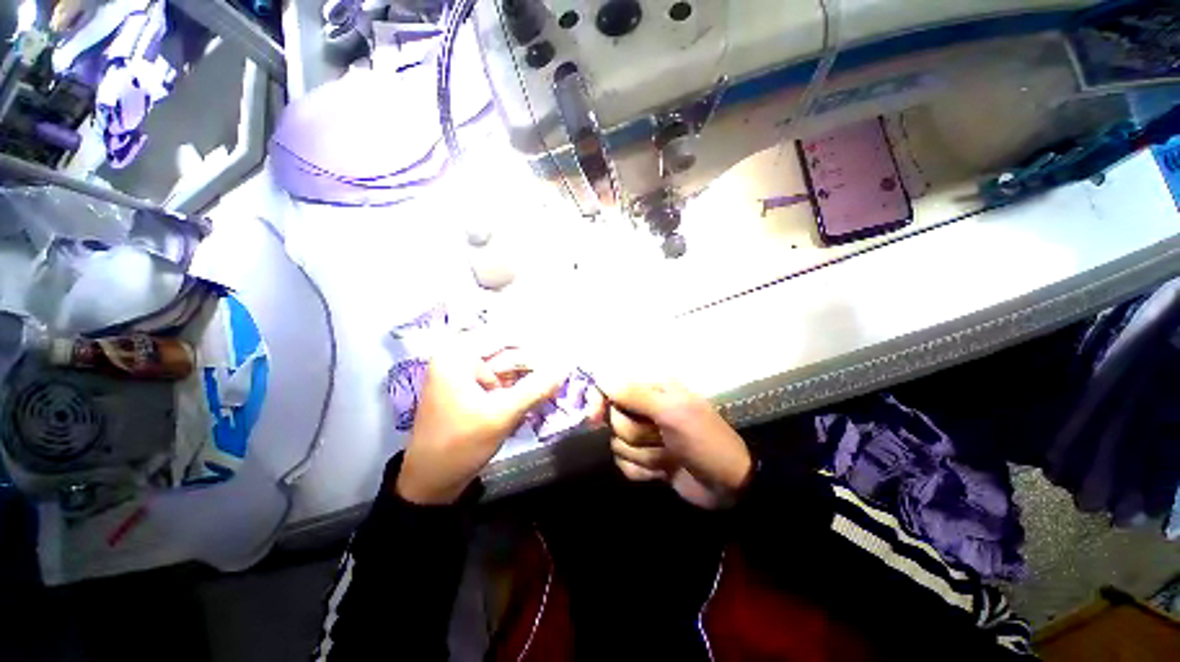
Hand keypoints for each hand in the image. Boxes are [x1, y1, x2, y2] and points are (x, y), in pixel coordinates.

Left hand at [396, 341, 563, 504]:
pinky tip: (531, 397)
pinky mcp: (468, 387)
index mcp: (457, 355)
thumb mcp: (502, 415)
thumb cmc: (461, 445)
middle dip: (532, 364)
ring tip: (547, 389)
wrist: (431, 481)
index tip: (561, 357)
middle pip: (506, 349)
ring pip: (506, 364)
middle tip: (557, 377)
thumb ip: (536, 388)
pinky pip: (500, 377)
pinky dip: (517, 385)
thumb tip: (565, 367)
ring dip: (526, 376)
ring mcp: (463, 372)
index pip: (505, 334)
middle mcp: (458, 356)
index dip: (535, 344)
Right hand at [602, 381, 751, 508]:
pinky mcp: (644, 460)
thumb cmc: (704, 440)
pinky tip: (663, 472)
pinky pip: (624, 465)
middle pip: (614, 420)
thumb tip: (601, 379)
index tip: (593, 418)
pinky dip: (643, 471)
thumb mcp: (672, 412)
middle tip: (662, 437)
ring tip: (669, 456)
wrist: (728, 484)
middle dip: (637, 435)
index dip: (599, 400)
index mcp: (652, 390)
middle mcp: (644, 409)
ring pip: (617, 445)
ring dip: (644, 455)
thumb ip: (634, 394)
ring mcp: (644, 436)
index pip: (612, 386)